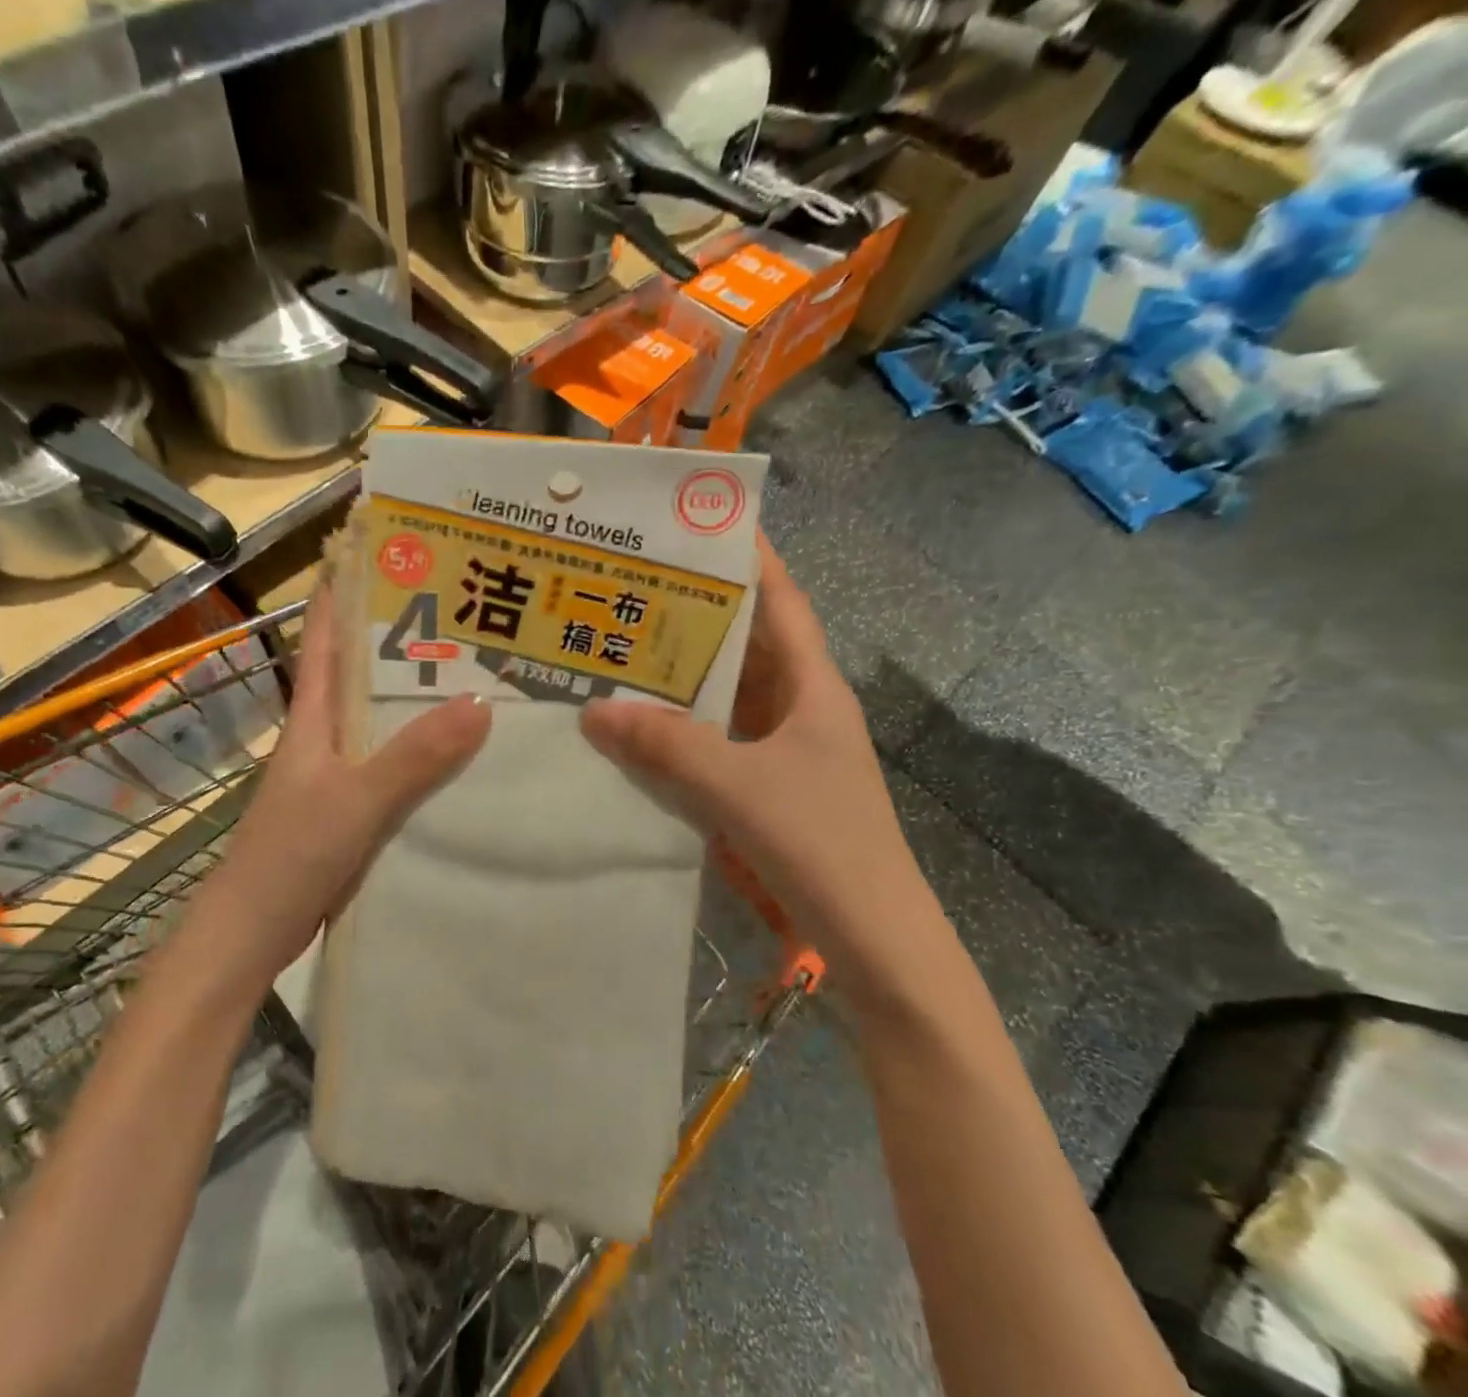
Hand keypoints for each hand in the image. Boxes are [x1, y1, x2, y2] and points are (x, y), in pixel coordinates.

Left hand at [201, 583, 491, 992]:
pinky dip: (424, 751)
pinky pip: (396, 765)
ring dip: (418, 697)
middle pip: (364, 674)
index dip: (345, 591)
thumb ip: (414, 756)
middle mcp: (325, 737)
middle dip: (403, 640)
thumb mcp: (356, 800)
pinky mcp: (351, 811)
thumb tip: (482, 701)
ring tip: (476, 673)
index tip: (382, 553)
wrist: (251, 935)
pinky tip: (463, 754)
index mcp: (314, 718)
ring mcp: (337, 776)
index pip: (328, 638)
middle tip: (461, 612)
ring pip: (383, 721)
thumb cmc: (290, 855)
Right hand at [579, 534, 924, 964]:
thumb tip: (592, 711)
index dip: (750, 560)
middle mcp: (803, 709)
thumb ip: (666, 746)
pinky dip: (687, 728)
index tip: (702, 526)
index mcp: (814, 689)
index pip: (783, 604)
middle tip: (637, 588)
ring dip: (689, 675)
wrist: (875, 940)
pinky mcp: (773, 788)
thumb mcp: (738, 786)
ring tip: (628, 647)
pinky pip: (723, 740)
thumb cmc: (821, 845)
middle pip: (750, 645)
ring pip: (733, 696)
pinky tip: (645, 727)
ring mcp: (789, 751)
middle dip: (700, 614)